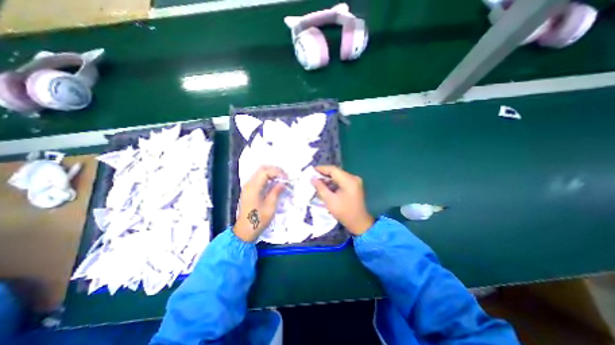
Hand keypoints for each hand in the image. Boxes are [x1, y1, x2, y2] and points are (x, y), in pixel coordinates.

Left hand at [234, 166, 286, 241]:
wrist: (244, 231)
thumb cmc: (258, 220)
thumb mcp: (270, 206)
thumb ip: (276, 192)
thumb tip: (283, 183)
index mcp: (253, 188)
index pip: (265, 172)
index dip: (277, 172)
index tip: (286, 178)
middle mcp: (249, 184)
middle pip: (261, 169)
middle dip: (275, 170)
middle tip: (285, 176)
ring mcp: (248, 186)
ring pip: (260, 173)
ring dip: (271, 173)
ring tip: (281, 179)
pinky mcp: (249, 190)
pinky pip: (259, 178)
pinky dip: (267, 177)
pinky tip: (274, 183)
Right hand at [313, 165, 374, 235]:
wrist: (359, 223)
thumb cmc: (344, 213)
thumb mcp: (330, 200)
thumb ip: (320, 188)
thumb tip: (313, 178)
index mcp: (349, 180)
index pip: (333, 170)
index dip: (321, 169)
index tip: (311, 171)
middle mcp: (353, 178)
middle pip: (336, 172)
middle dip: (323, 175)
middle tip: (312, 178)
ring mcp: (355, 181)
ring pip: (338, 176)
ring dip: (328, 179)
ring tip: (317, 183)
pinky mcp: (354, 186)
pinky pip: (342, 181)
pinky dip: (333, 183)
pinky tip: (326, 187)